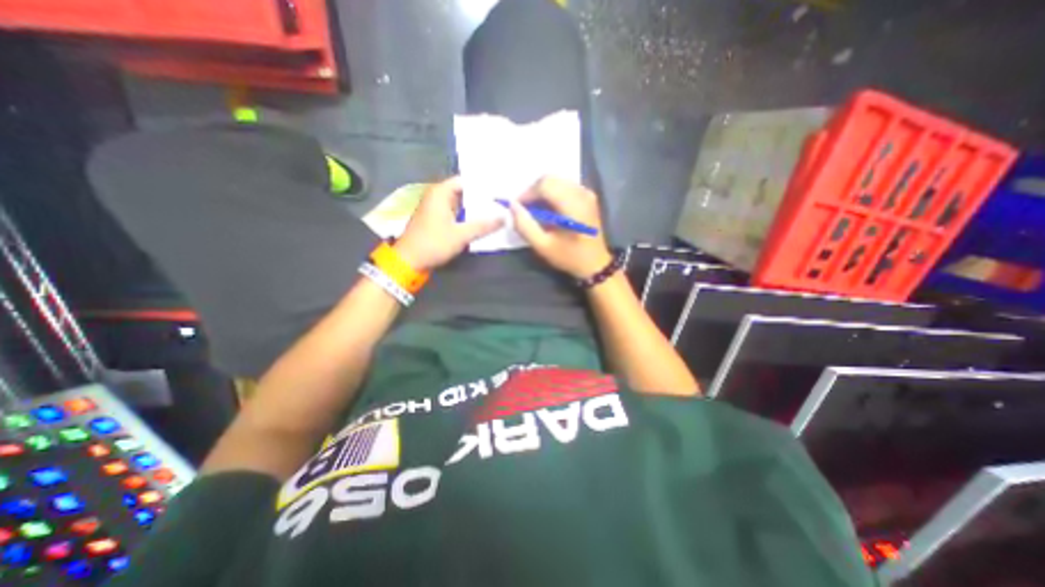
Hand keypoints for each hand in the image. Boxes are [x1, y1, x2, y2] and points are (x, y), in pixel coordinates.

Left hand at [393, 177, 502, 269]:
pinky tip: (482, 221)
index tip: (501, 188)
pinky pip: (456, 213)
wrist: (409, 261)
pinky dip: (468, 216)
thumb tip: (504, 218)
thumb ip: (483, 226)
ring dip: (476, 208)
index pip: (466, 180)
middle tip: (503, 200)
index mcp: (440, 192)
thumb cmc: (433, 243)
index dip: (483, 184)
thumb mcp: (461, 235)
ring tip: (497, 209)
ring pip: (461, 203)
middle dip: (482, 197)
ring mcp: (436, 208)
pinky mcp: (437, 220)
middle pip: (464, 191)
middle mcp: (437, 196)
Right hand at [506, 174, 614, 279]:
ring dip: (542, 192)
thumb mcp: (543, 246)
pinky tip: (548, 209)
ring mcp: (586, 193)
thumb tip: (511, 206)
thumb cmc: (570, 257)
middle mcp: (582, 193)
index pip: (545, 185)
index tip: (517, 207)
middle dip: (533, 192)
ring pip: (557, 181)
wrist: (596, 263)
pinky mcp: (587, 196)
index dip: (527, 193)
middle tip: (525, 209)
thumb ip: (525, 226)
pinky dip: (552, 193)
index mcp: (573, 205)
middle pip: (550, 179)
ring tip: (535, 210)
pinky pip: (564, 186)